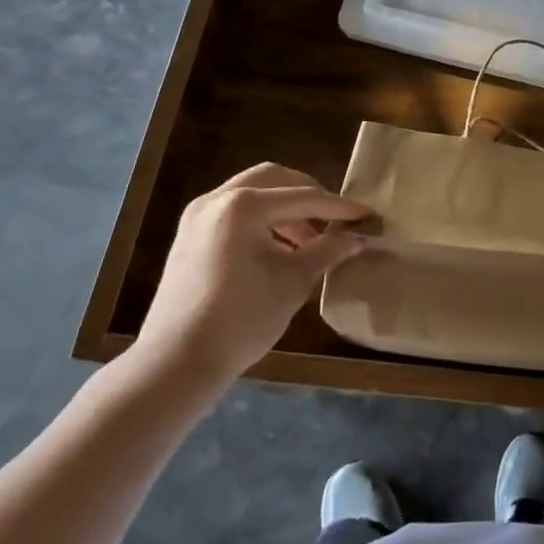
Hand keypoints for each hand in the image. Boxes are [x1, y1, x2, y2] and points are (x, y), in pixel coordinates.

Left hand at [130, 164, 369, 406]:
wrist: (176, 364)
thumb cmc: (241, 319)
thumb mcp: (294, 282)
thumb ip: (328, 251)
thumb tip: (358, 237)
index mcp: (244, 205)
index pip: (304, 197)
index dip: (340, 208)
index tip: (367, 215)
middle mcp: (218, 199)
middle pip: (275, 179)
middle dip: (309, 195)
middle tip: (335, 218)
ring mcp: (199, 215)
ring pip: (253, 193)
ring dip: (285, 208)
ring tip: (310, 239)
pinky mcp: (189, 236)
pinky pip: (234, 211)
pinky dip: (262, 219)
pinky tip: (280, 248)